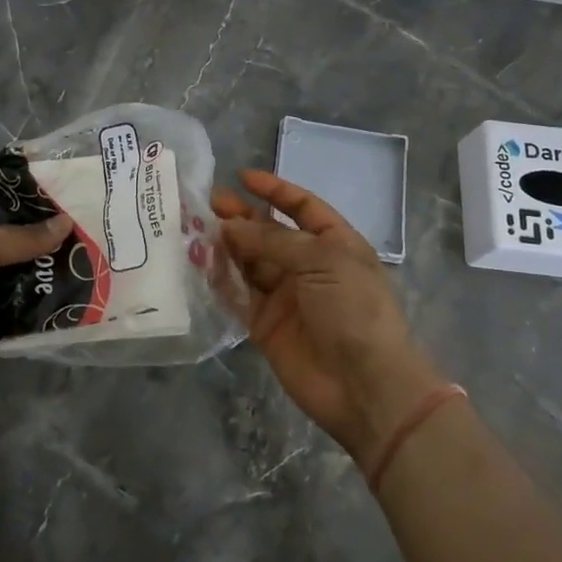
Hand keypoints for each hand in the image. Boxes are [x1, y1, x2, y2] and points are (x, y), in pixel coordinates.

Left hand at [0, 203, 71, 411]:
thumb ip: (23, 237)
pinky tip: (74, 300)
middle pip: (11, 246)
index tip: (64, 203)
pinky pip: (21, 314)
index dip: (24, 205)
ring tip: (89, 266)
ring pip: (19, 281)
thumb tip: (66, 222)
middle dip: (43, 244)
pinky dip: (41, 310)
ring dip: (45, 277)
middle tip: (86, 236)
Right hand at [216, 171, 447, 470]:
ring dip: (227, 246)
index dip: (274, 190)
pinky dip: (220, 280)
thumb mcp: (322, 260)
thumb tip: (229, 225)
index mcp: (334, 243)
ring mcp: (286, 296)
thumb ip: (273, 240)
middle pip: (270, 233)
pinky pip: (239, 296)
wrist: (365, 384)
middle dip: (242, 217)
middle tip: (208, 205)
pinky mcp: (265, 325)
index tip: (242, 177)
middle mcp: (309, 265)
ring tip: (195, 230)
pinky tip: (200, 265)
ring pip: (250, 262)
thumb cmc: (354, 308)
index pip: (302, 206)